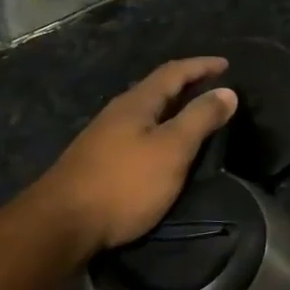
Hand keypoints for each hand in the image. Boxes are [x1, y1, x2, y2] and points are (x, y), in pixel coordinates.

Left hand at [27, 57, 237, 254]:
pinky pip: (138, 132)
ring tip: (195, 117)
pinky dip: (160, 130)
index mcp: (137, 103)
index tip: (227, 64)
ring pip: (146, 112)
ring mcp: (104, 137)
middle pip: (157, 89)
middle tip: (214, 89)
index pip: (174, 72)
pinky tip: (164, 147)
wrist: (61, 225)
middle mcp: (118, 112)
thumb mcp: (172, 149)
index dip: (201, 66)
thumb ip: (200, 119)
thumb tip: (227, 91)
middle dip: (187, 85)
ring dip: (173, 108)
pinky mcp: (98, 160)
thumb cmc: (124, 183)